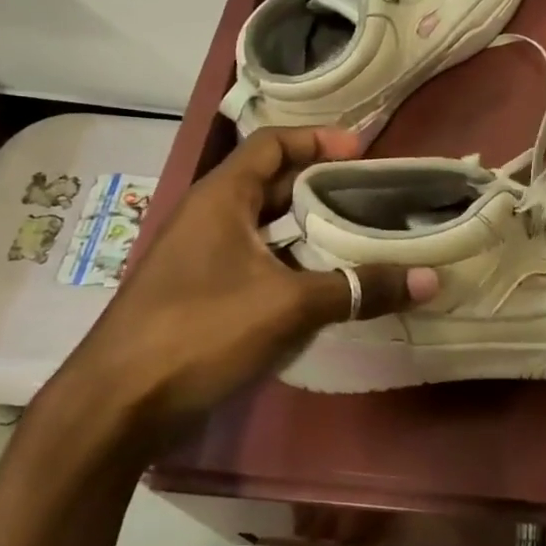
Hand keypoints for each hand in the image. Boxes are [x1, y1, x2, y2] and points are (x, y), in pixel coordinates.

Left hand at [45, 127, 435, 453]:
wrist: (115, 406)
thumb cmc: (200, 331)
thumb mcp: (288, 305)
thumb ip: (359, 288)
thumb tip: (430, 279)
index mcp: (221, 197)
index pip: (272, 144)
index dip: (317, 139)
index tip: (363, 150)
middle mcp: (209, 217)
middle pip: (272, 183)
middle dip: (322, 185)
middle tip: (373, 194)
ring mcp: (202, 257)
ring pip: (266, 226)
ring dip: (309, 228)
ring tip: (361, 235)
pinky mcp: (201, 294)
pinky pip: (257, 261)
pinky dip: (292, 262)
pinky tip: (325, 282)